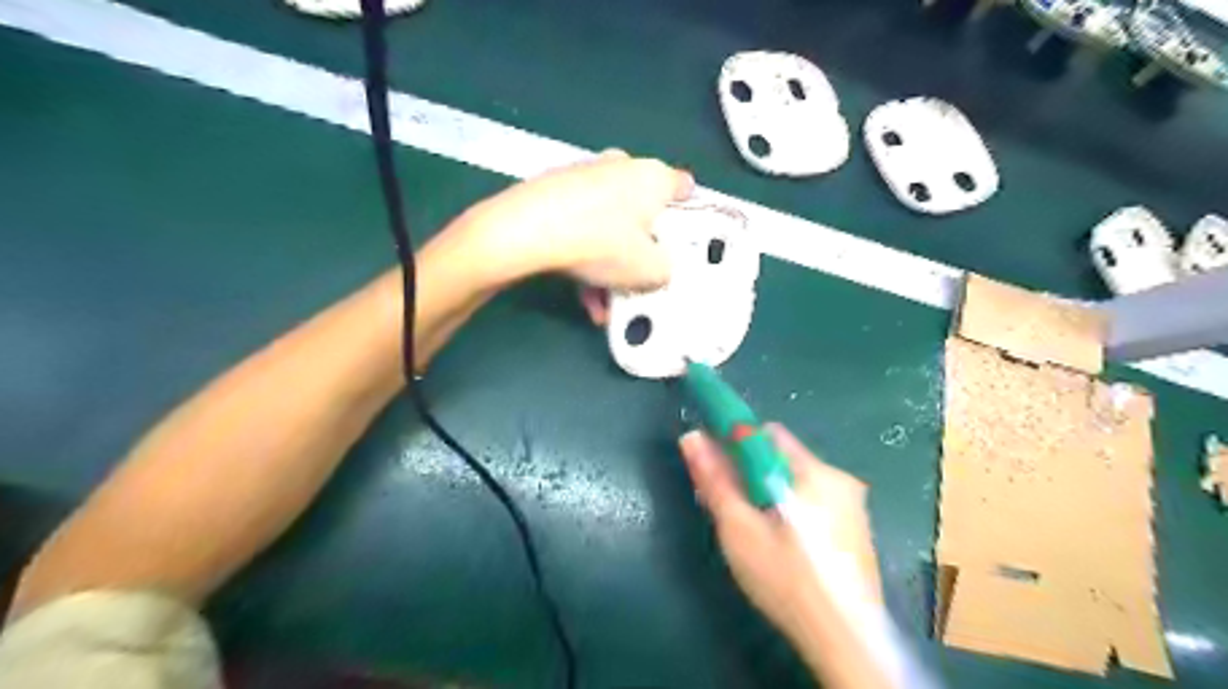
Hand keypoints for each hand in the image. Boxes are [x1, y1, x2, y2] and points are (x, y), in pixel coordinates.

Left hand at [460, 152, 687, 290]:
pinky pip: (582, 227)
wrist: (529, 230)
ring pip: (609, 225)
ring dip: (610, 265)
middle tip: (638, 279)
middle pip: (642, 212)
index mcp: (654, 176)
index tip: (683, 238)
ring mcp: (585, 175)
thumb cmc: (602, 242)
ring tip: (604, 304)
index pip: (684, 188)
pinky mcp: (555, 190)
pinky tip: (583, 296)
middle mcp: (622, 167)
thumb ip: (666, 270)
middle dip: (640, 249)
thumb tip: (659, 269)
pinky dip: (586, 259)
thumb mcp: (650, 270)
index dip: (689, 214)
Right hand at [671, 424, 882, 642]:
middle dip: (750, 473)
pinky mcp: (855, 528)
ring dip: (768, 492)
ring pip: (795, 480)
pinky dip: (789, 509)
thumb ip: (715, 480)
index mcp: (815, 472)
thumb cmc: (786, 580)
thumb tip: (691, 436)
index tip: (715, 465)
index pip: (766, 433)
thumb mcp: (739, 529)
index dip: (735, 443)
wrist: (844, 643)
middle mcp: (839, 478)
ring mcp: (852, 504)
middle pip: (781, 457)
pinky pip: (812, 500)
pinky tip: (780, 544)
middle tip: (730, 507)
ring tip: (751, 530)